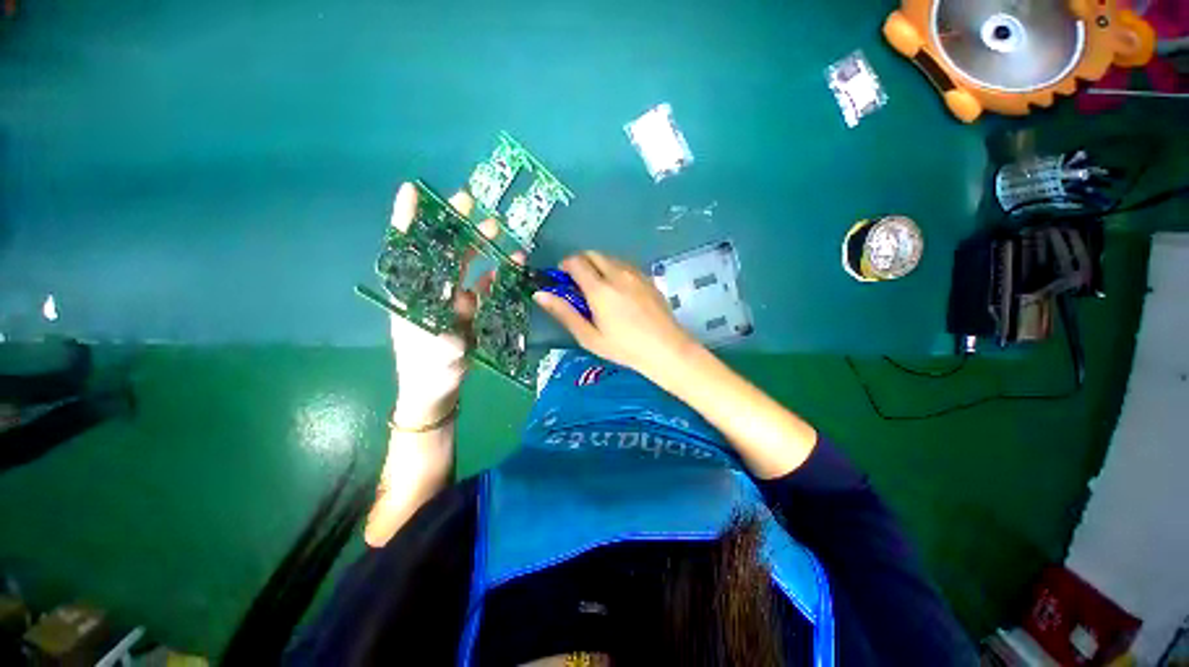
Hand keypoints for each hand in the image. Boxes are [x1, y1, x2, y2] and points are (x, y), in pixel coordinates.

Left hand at [387, 182, 523, 426]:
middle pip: (441, 250)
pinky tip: (511, 261)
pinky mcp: (470, 309)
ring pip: (465, 264)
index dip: (407, 220)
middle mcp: (430, 290)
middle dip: (453, 225)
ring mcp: (452, 298)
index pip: (406, 250)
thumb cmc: (428, 371)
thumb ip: (449, 333)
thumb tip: (466, 306)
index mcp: (411, 295)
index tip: (412, 190)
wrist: (437, 390)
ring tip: (496, 227)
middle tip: (469, 203)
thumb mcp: (435, 354)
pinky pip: (484, 285)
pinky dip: (497, 273)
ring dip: (480, 244)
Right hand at [534, 251, 696, 378]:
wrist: (666, 349)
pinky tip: (619, 292)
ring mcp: (635, 274)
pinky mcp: (648, 278)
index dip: (565, 266)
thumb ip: (564, 313)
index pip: (576, 261)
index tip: (563, 280)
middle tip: (579, 285)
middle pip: (593, 254)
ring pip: (610, 258)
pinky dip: (615, 270)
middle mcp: (617, 274)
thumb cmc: (624, 348)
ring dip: (598, 265)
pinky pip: (625, 265)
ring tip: (599, 290)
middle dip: (581, 262)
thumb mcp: (589, 336)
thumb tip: (540, 294)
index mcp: (600, 288)